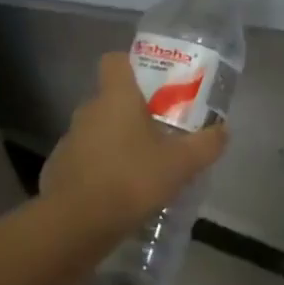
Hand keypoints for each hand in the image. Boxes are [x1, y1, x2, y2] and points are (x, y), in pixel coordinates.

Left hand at [41, 52, 228, 235]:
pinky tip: (120, 191)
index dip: (132, 65)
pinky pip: (86, 158)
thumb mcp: (181, 164)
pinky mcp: (60, 169)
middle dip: (134, 110)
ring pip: (99, 130)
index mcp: (116, 97)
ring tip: (144, 165)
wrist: (75, 224)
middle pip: (111, 98)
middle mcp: (88, 111)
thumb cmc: (130, 179)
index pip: (115, 60)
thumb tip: (223, 130)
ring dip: (118, 141)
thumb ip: (205, 145)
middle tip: (161, 129)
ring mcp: (70, 140)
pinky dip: (102, 168)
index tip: (154, 82)